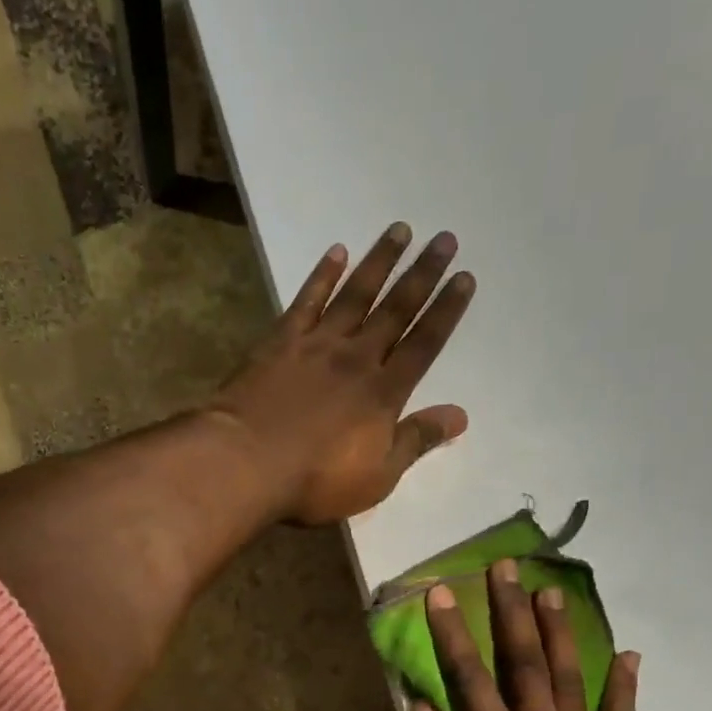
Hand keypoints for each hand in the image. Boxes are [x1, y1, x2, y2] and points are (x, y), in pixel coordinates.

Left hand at [210, 223, 474, 524]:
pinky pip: (306, 301)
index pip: (423, 345)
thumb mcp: (377, 476)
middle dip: (423, 275)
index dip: (446, 312)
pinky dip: (322, 275)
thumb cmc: (315, 480)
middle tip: (445, 238)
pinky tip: (336, 252)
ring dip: (380, 262)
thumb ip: (416, 441)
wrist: (247, 462)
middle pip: (395, 310)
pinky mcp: (279, 342)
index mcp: (383, 393)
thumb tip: (460, 416)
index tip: (464, 278)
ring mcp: (316, 346)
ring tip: (400, 230)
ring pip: (355, 295)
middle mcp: (356, 358)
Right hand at [405, 561, 642, 710]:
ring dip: (561, 631)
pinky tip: (630, 655)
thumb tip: (424, 708)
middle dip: (512, 611)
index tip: (441, 593)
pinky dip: (625, 686)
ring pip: (571, 677)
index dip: (452, 632)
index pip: (469, 675)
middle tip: (507, 568)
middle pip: (525, 661)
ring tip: (553, 591)